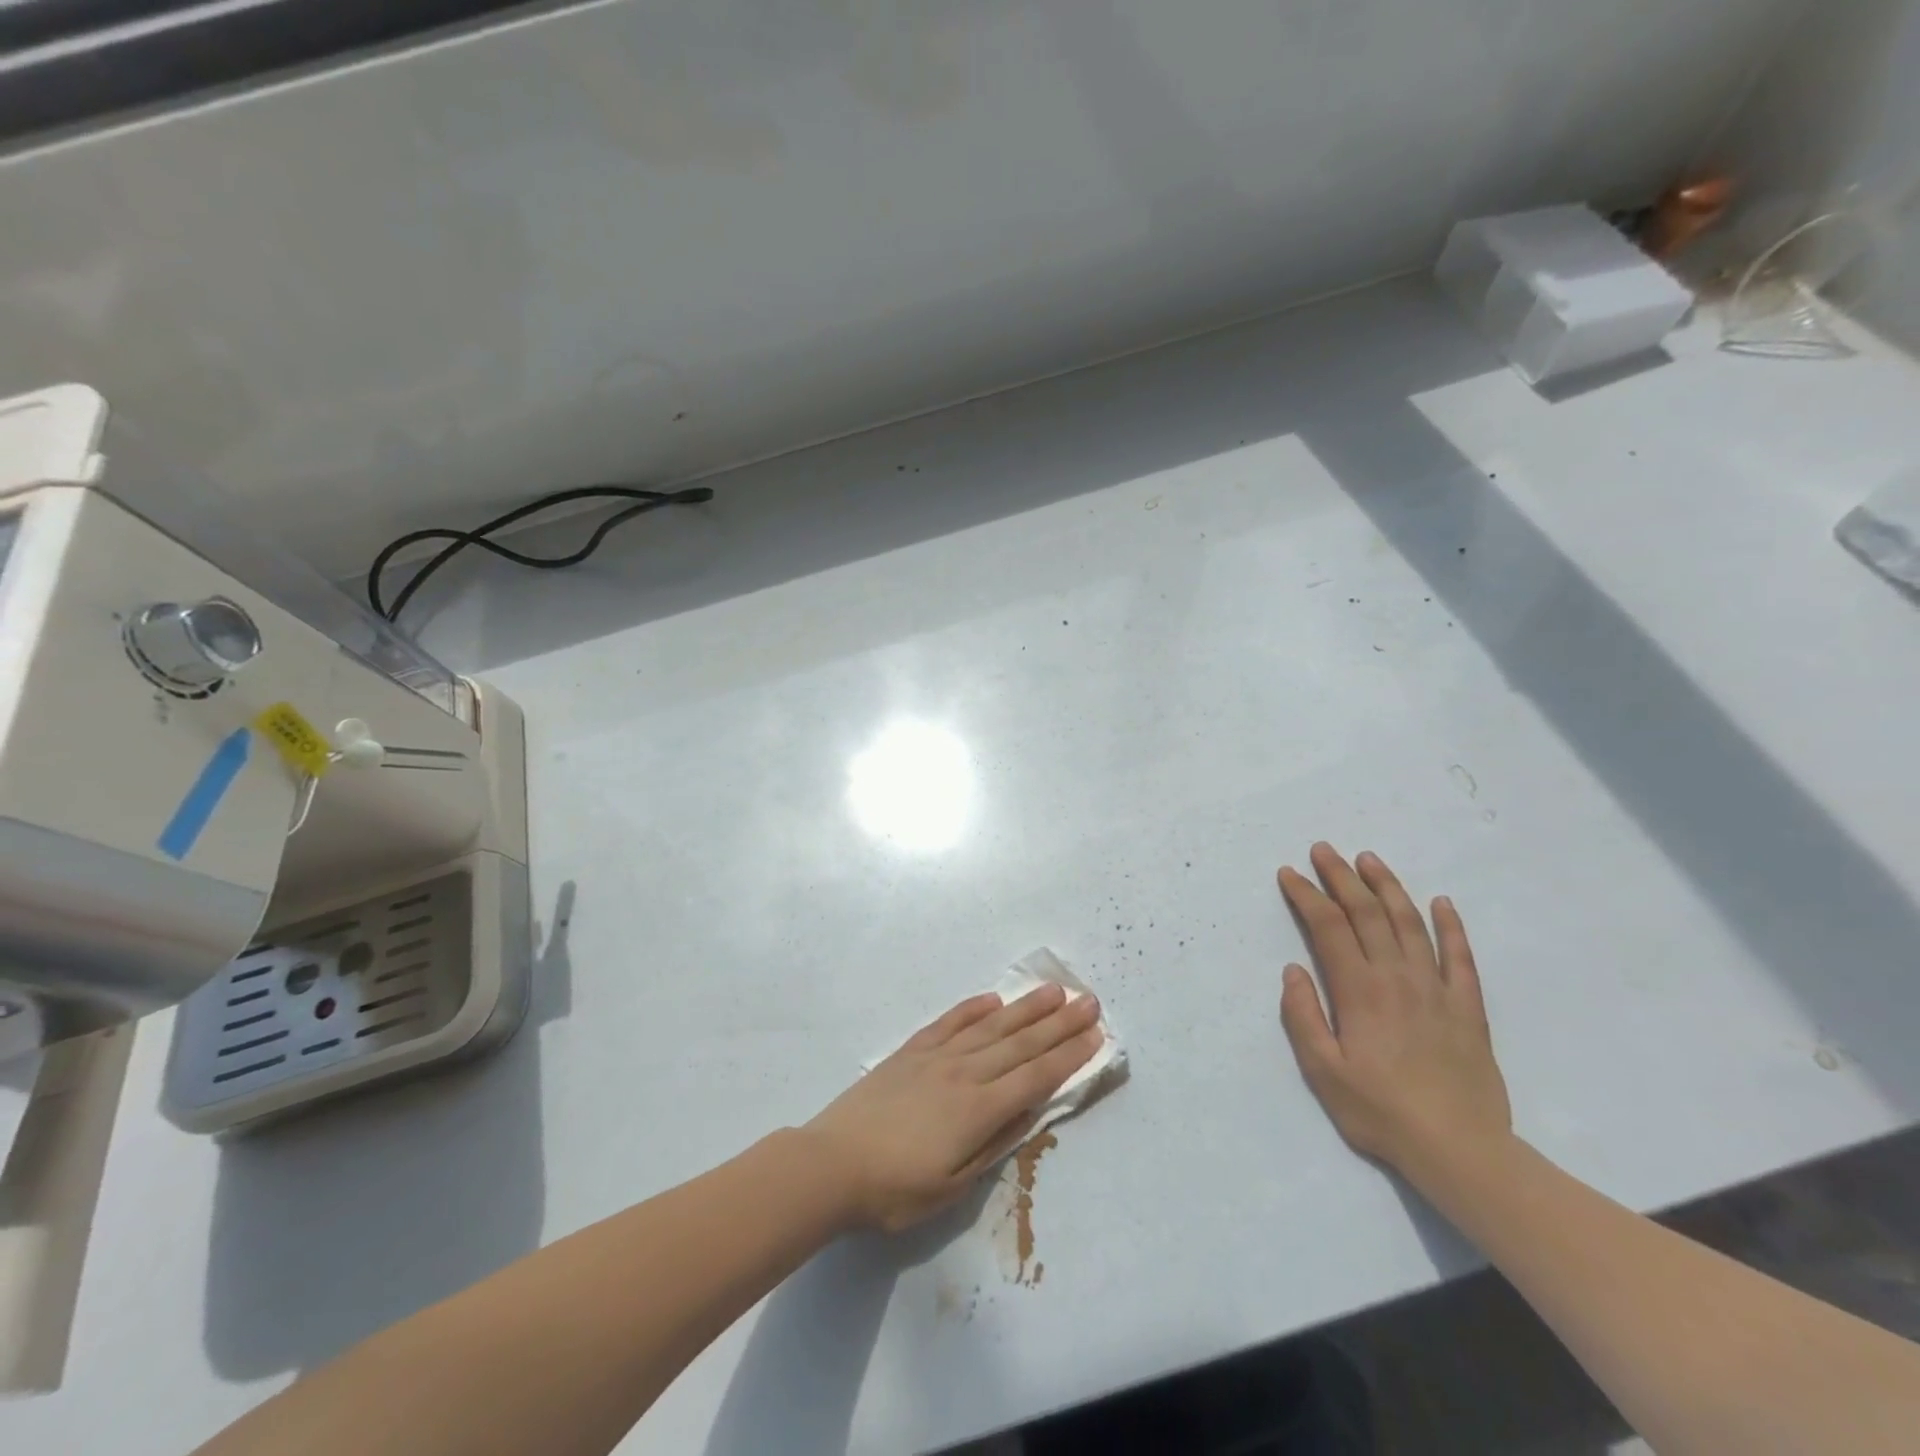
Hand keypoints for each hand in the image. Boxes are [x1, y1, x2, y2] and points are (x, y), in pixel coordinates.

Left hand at [804, 984, 1104, 1232]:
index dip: (1069, 1055)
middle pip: (1021, 1043)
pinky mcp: (912, 1051)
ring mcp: (937, 1056)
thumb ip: (994, 1145)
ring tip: (1052, 991)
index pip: (1036, 1076)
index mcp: (978, 1109)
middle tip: (1089, 1001)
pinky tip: (992, 999)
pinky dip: (973, 1008)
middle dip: (1059, 1022)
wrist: (831, 1163)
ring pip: (991, 1026)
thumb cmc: (895, 1189)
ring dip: (1025, 1008)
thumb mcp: (953, 1187)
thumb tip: (1029, 1112)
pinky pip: (950, 1022)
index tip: (1095, 1034)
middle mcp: (964, 1072)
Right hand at [1276, 843, 1510, 1178]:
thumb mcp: (1322, 1070)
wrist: (1460, 1150)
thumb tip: (1293, 970)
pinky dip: (1451, 925)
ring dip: (1387, 887)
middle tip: (1323, 850)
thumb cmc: (1380, 1111)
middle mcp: (1397, 977)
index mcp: (1359, 990)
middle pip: (1367, 913)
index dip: (1307, 895)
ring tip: (1369, 860)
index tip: (1289, 874)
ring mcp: (1437, 989)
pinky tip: (1441, 902)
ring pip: (1410, 923)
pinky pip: (1461, 956)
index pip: (1328, 926)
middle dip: (1341, 877)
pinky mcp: (1468, 1007)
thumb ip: (1303, 1016)